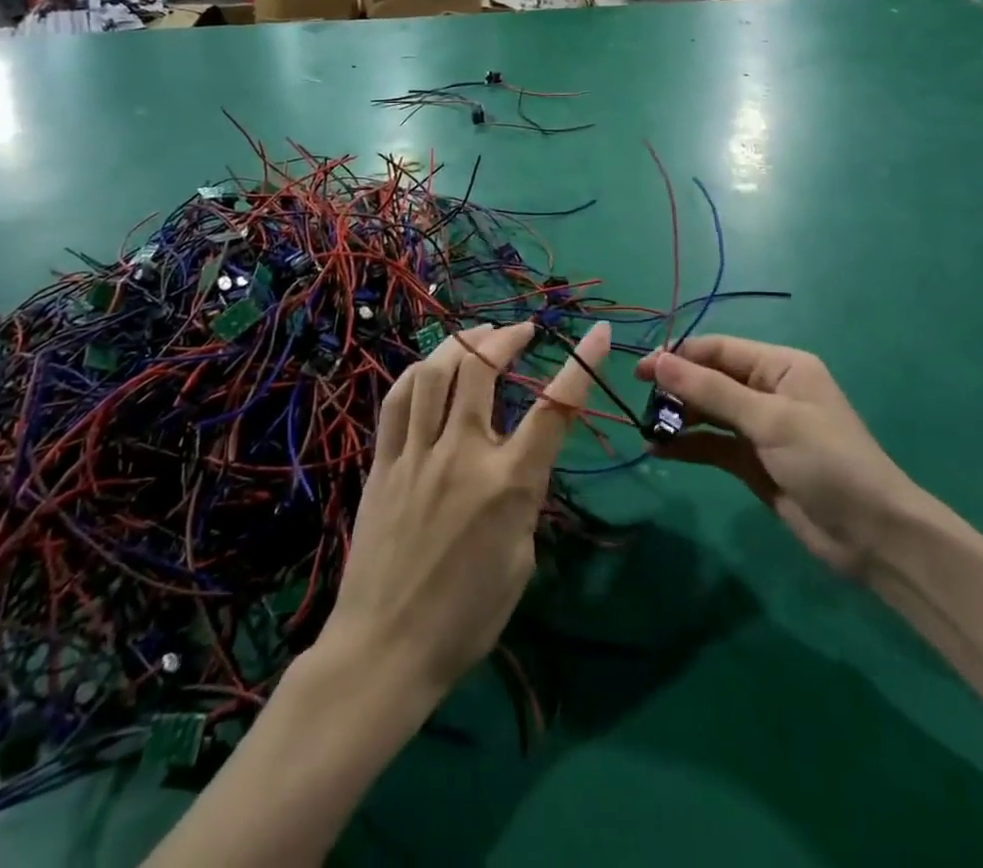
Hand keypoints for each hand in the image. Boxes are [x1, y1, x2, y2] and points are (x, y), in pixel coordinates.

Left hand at [322, 320, 608, 701]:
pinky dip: (418, 374)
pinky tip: (431, 367)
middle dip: (507, 338)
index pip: (553, 410)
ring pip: (434, 374)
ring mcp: (416, 455)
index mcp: (508, 485)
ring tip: (482, 334)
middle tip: (523, 331)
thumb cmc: (466, 618)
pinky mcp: (383, 464)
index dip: (581, 365)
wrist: (385, 651)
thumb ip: (524, 499)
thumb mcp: (521, 561)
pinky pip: (396, 401)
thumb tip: (517, 465)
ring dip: (462, 343)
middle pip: (482, 371)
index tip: (599, 332)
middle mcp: (462, 456)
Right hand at [636, 337, 921, 579]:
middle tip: (639, 401)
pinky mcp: (753, 463)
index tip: (641, 369)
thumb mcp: (769, 420)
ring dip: (679, 418)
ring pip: (709, 413)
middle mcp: (768, 390)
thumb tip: (658, 361)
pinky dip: (688, 446)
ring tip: (645, 427)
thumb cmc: (826, 461)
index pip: (720, 350)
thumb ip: (711, 392)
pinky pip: (713, 445)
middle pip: (711, 379)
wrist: (872, 536)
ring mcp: (760, 428)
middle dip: (677, 388)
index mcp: (781, 366)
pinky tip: (659, 450)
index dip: (680, 356)